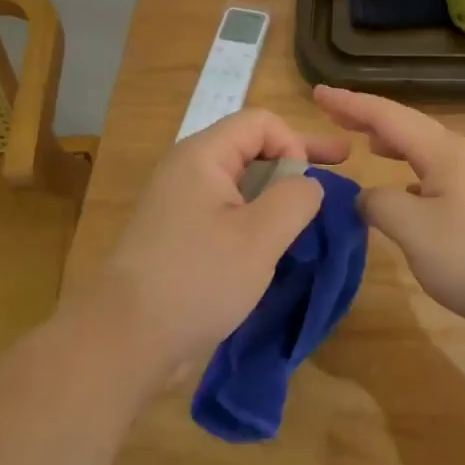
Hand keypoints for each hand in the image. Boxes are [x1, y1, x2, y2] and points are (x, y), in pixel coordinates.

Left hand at [77, 109, 350, 385]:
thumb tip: (308, 185)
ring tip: (311, 213)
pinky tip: (276, 242)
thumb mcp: (260, 237)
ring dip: (278, 192)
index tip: (307, 185)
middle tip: (342, 165)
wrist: (123, 341)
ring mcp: (179, 204)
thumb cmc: (197, 280)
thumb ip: (296, 198)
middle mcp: (187, 170)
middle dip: (297, 159)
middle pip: (251, 147)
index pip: (261, 122)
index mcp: (202, 156)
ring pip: (241, 183)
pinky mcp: (177, 236)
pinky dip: (256, 217)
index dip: (294, 142)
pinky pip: (226, 211)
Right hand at [313, 85, 464, 327]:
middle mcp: (460, 157)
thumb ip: (380, 205)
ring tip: (366, 144)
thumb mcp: (415, 230)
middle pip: (407, 127)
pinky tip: (404, 192)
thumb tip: (367, 196)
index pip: (387, 116)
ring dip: (392, 144)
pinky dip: (409, 174)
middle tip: (332, 112)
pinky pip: (434, 177)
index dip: (350, 103)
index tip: (317, 92)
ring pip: (423, 152)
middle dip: (368, 119)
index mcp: (443, 152)